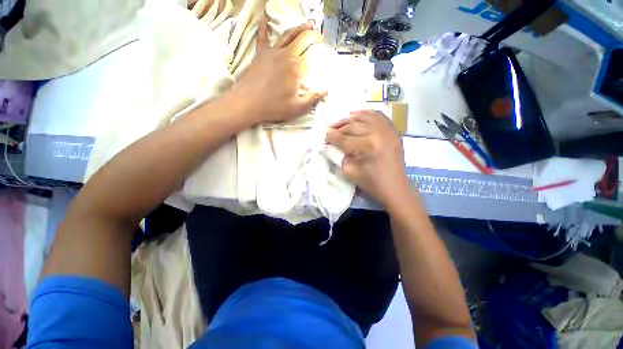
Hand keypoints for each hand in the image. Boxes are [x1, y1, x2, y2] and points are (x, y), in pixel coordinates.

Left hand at [230, 19, 327, 123]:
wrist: (248, 103)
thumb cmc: (274, 107)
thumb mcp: (298, 107)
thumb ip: (313, 98)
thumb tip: (326, 91)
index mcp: (296, 68)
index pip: (310, 55)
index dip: (318, 51)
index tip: (323, 50)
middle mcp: (285, 55)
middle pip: (301, 39)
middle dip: (311, 34)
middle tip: (318, 33)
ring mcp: (271, 53)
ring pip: (286, 35)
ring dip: (298, 28)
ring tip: (306, 24)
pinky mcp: (260, 54)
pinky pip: (263, 38)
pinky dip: (264, 28)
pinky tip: (265, 20)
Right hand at [326, 110, 410, 205]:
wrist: (395, 187)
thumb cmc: (372, 182)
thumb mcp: (350, 172)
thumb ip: (339, 157)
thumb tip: (333, 146)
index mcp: (368, 146)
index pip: (345, 138)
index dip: (332, 137)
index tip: (325, 137)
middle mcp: (379, 133)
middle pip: (353, 126)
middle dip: (339, 128)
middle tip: (330, 130)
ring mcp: (388, 130)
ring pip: (365, 117)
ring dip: (351, 119)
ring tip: (341, 122)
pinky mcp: (393, 131)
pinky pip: (379, 116)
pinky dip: (367, 114)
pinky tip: (358, 116)